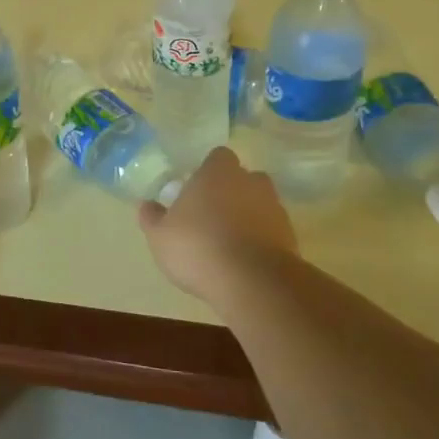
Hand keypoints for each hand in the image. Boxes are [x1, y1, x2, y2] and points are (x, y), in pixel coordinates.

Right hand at [137, 147, 297, 302]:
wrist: (253, 281)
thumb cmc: (198, 247)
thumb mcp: (160, 236)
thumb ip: (152, 218)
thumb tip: (147, 205)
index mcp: (218, 172)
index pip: (218, 156)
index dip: (208, 171)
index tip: (196, 190)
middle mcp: (250, 181)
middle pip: (242, 178)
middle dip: (230, 193)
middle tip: (211, 216)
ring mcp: (274, 208)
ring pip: (259, 204)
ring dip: (247, 217)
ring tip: (228, 243)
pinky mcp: (290, 236)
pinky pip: (271, 231)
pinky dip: (261, 241)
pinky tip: (244, 262)